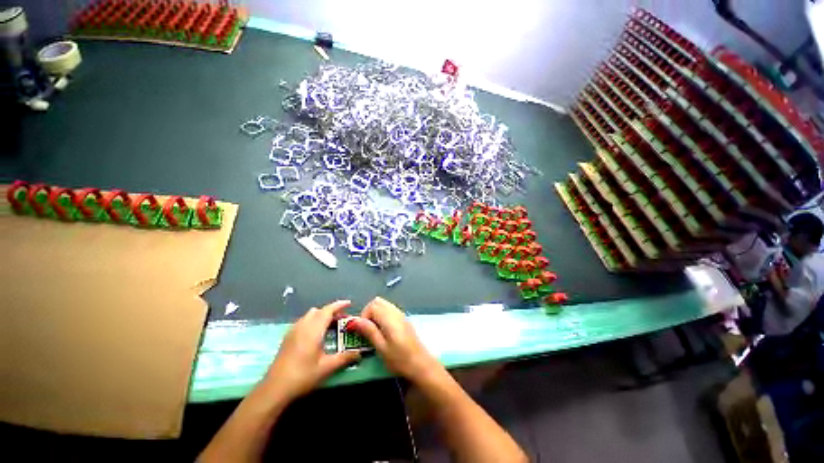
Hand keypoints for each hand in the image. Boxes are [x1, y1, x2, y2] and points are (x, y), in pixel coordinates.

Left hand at [261, 300, 359, 401]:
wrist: (274, 389)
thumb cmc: (302, 376)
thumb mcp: (326, 368)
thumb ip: (344, 358)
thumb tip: (359, 353)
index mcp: (313, 329)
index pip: (328, 310)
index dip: (339, 305)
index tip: (349, 303)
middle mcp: (303, 325)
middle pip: (319, 311)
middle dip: (332, 311)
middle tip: (342, 320)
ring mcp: (293, 330)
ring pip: (310, 315)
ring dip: (322, 316)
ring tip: (330, 327)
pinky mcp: (287, 337)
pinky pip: (303, 321)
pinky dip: (313, 321)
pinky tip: (316, 335)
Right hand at [348, 297, 441, 383]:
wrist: (421, 364)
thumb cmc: (400, 359)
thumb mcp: (381, 347)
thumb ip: (369, 331)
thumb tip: (354, 321)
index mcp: (389, 317)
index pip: (372, 305)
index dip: (363, 316)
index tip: (361, 331)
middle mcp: (395, 311)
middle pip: (377, 301)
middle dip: (368, 312)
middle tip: (366, 329)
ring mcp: (401, 314)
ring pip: (384, 305)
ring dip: (375, 314)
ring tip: (373, 331)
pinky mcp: (403, 319)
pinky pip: (389, 310)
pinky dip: (382, 316)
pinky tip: (383, 331)